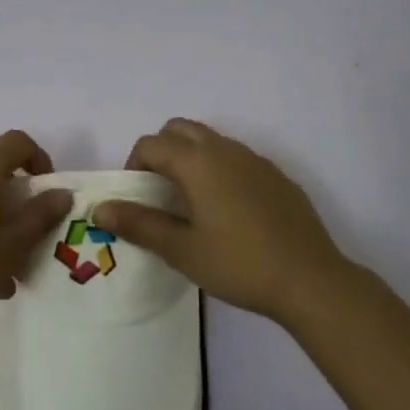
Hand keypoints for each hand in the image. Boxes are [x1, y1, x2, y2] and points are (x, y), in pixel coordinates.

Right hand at [96, 119, 352, 325]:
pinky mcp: (276, 175)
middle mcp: (224, 149)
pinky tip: (230, 212)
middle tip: (160, 191)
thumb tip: (99, 209)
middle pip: (179, 129)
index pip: (150, 144)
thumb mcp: (181, 249)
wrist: (310, 280)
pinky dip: (220, 170)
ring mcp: (254, 159)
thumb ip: (138, 224)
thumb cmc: (238, 263)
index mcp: (197, 161)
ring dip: (191, 158)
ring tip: (192, 203)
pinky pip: (237, 158)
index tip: (137, 199)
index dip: (134, 165)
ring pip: (210, 140)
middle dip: (161, 151)